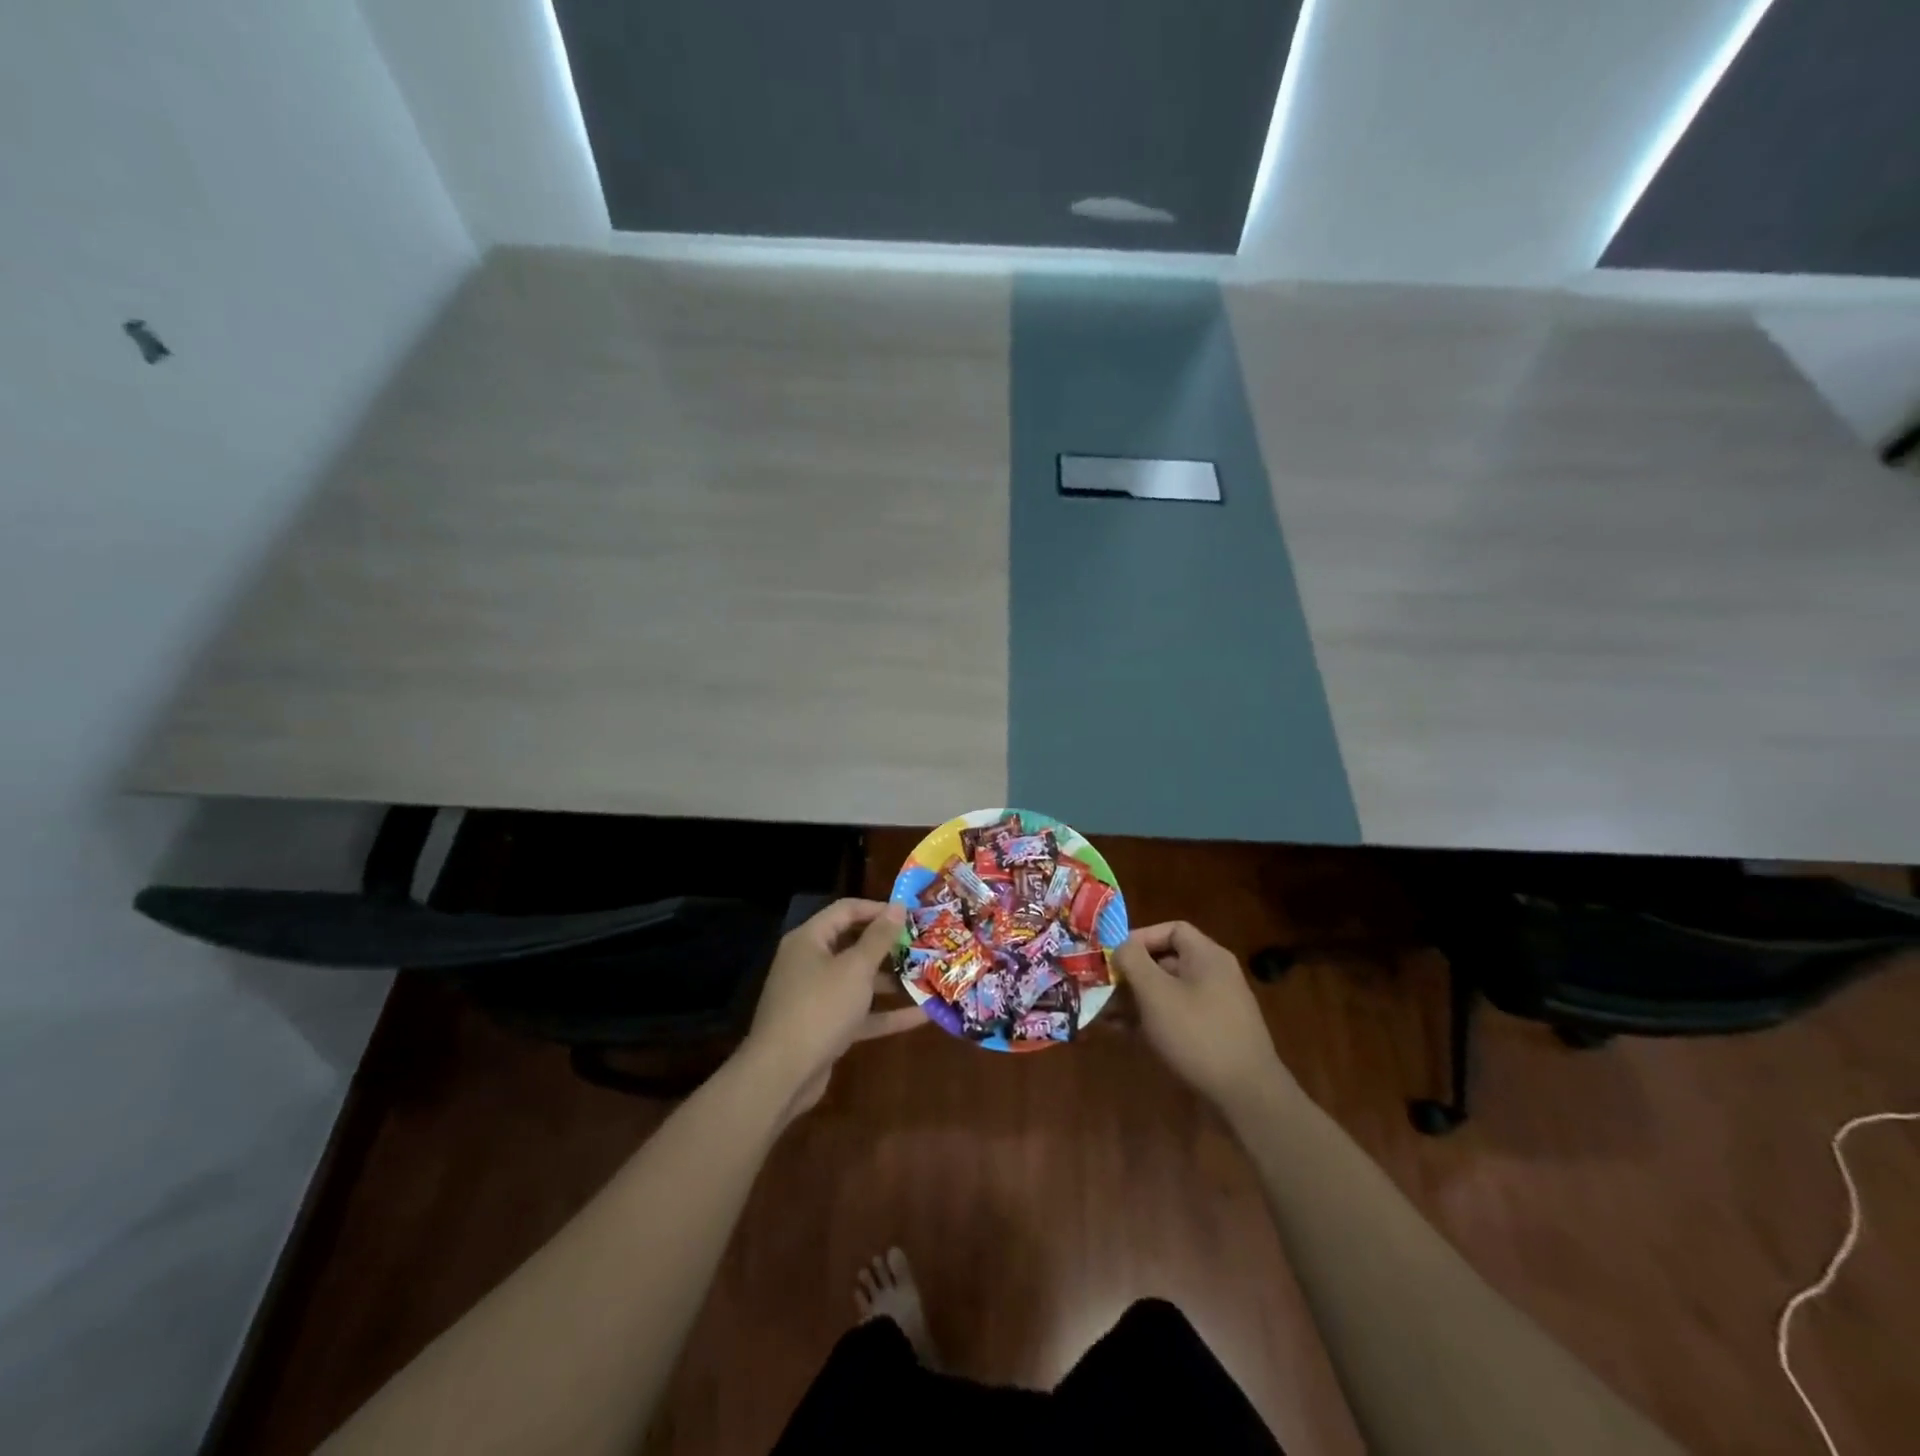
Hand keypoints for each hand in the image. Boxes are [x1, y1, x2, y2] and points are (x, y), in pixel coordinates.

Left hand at [743, 899, 922, 1116]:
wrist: (782, 1075)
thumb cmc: (820, 1008)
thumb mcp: (855, 969)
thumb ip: (879, 938)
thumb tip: (897, 906)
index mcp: (810, 940)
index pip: (846, 910)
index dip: (878, 909)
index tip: (911, 915)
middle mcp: (810, 963)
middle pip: (853, 945)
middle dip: (889, 946)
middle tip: (924, 945)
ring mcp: (817, 997)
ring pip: (858, 981)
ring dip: (891, 980)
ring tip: (928, 976)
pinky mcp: (825, 1027)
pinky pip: (859, 1013)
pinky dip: (886, 1013)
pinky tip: (922, 1015)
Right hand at [1113, 922, 1297, 1117]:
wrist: (1247, 1097)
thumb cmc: (1197, 1034)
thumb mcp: (1156, 993)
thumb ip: (1133, 961)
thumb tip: (1120, 945)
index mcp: (1207, 956)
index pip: (1171, 930)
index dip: (1140, 937)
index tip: (1113, 956)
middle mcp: (1214, 975)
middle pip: (1166, 962)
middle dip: (1131, 974)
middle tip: (1102, 988)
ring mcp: (1216, 1006)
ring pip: (1168, 992)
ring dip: (1136, 1000)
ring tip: (1105, 1015)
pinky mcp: (1213, 1034)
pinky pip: (1177, 1016)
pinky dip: (1152, 1019)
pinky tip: (1125, 1033)